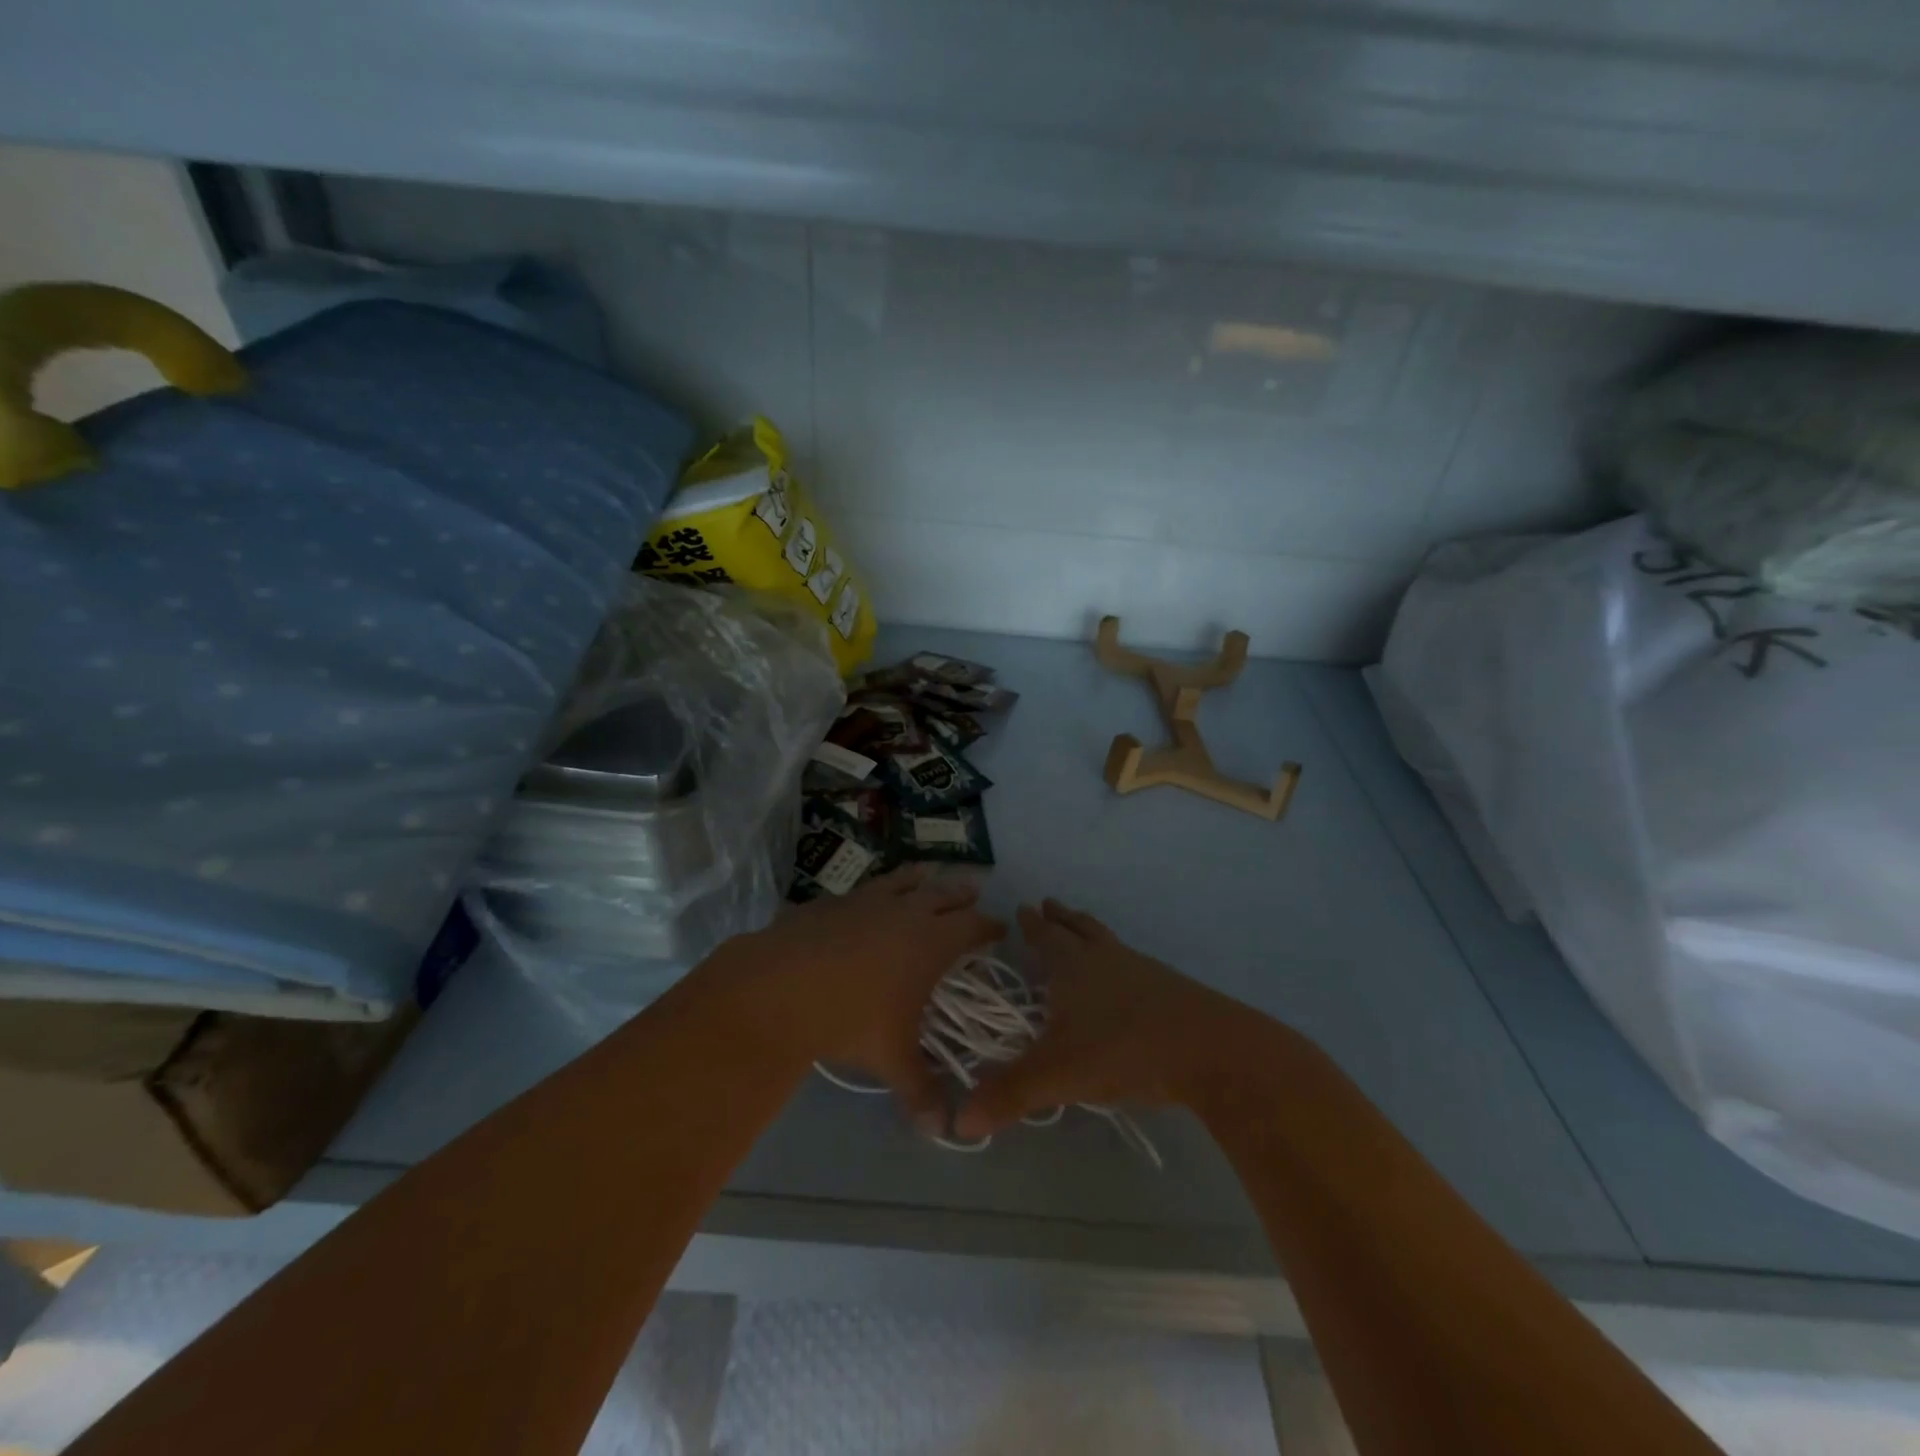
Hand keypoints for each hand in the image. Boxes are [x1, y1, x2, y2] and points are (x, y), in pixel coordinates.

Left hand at [717, 865, 1003, 1130]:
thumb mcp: (890, 1059)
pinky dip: (875, 891)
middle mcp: (905, 912)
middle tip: (974, 890)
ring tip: (928, 873)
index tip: (1000, 928)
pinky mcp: (832, 901)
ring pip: (903, 880)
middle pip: (943, 893)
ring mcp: (866, 901)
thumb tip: (940, 1131)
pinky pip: (863, 890)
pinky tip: (867, 899)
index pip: (973, 925)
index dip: (989, 926)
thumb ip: (919, 1091)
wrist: (779, 988)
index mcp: (931, 942)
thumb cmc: (850, 1019)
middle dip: (962, 893)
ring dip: (920, 878)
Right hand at [954, 899, 1256, 1138]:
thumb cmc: (1124, 1050)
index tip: (1023, 907)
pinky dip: (1120, 962)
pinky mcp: (1171, 989)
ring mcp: (1143, 970)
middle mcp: (1106, 959)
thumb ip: (1010, 1095)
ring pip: (1109, 942)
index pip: (1046, 938)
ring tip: (1084, 931)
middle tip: (1049, 904)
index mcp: (1073, 968)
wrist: (1211, 1050)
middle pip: (1079, 929)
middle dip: (1061, 918)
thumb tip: (959, 1123)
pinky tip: (1126, 980)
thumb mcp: (1058, 1075)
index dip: (1032, 925)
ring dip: (1091, 933)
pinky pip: (1135, 964)